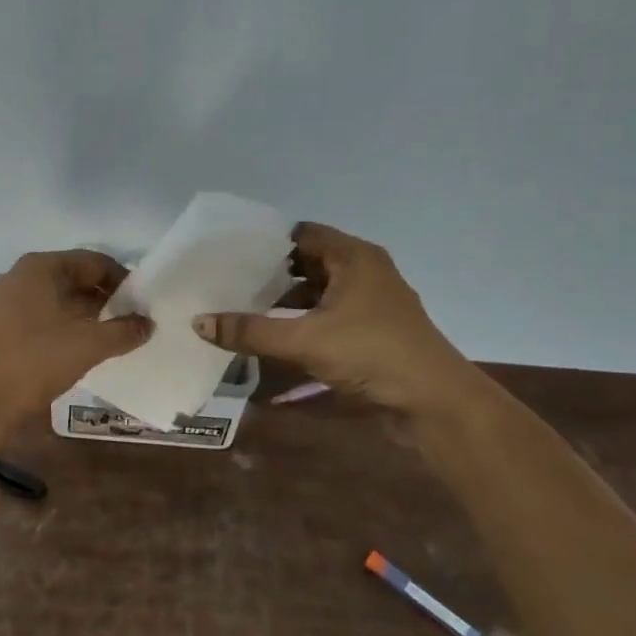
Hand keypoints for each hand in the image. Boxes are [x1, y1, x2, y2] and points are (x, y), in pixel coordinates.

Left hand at [0, 250, 152, 419]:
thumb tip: (147, 323)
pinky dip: (63, 333)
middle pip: (74, 280)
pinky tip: (79, 356)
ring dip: (85, 319)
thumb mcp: (87, 345)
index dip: (123, 279)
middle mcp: (21, 278)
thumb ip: (123, 332)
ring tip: (112, 342)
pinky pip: (40, 323)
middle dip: (105, 300)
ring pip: (56, 304)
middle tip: (133, 324)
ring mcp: (5, 305)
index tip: (144, 303)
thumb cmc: (32, 358)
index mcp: (41, 267)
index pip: (93, 261)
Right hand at [191, 222, 484, 415]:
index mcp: (354, 257)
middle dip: (272, 272)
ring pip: (320, 290)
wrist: (436, 402)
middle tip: (230, 281)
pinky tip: (278, 335)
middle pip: (309, 261)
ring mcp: (373, 302)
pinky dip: (305, 320)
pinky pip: (331, 313)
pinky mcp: (374, 329)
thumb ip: (251, 331)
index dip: (267, 242)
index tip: (231, 253)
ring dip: (288, 299)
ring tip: (245, 308)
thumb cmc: (373, 354)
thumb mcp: (305, 340)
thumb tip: (199, 321)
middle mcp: (365, 271)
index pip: (303, 234)